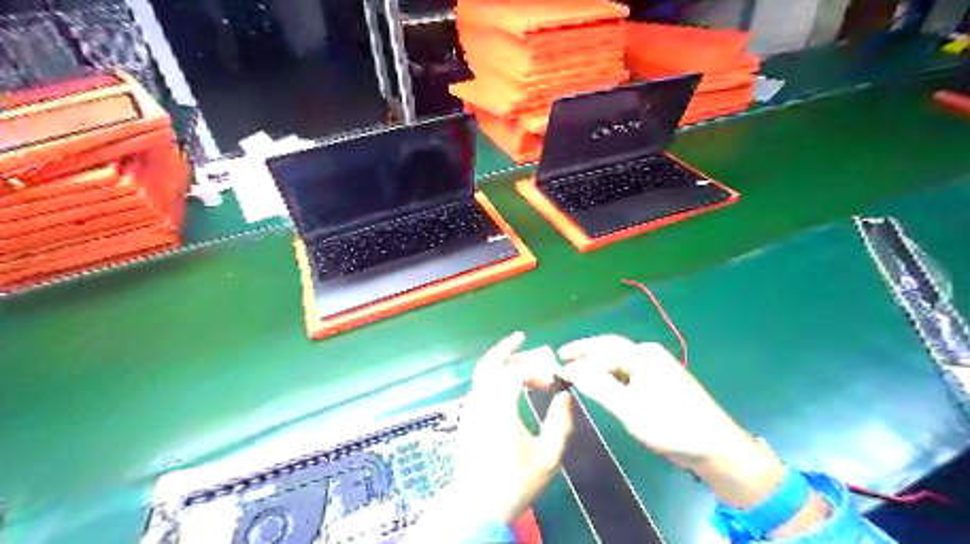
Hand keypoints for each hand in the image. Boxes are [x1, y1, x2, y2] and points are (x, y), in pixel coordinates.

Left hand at [411, 331, 572, 538]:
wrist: (477, 506)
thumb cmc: (515, 483)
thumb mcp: (548, 457)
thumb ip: (560, 423)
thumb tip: (565, 396)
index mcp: (499, 408)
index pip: (514, 372)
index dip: (534, 368)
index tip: (551, 379)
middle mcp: (480, 403)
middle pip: (490, 365)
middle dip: (508, 350)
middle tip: (523, 340)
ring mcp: (470, 410)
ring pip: (482, 375)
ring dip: (499, 363)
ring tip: (518, 359)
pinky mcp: (467, 419)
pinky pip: (479, 387)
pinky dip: (493, 377)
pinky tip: (506, 383)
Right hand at [557, 335, 781, 506]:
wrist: (717, 448)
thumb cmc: (671, 426)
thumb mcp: (629, 408)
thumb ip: (598, 386)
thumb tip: (571, 369)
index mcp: (642, 355)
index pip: (601, 349)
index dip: (578, 357)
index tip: (557, 368)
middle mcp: (649, 353)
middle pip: (610, 348)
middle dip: (586, 351)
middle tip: (562, 357)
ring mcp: (658, 366)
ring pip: (619, 359)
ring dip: (597, 362)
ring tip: (577, 369)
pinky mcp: (662, 380)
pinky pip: (628, 370)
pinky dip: (611, 373)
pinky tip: (603, 382)